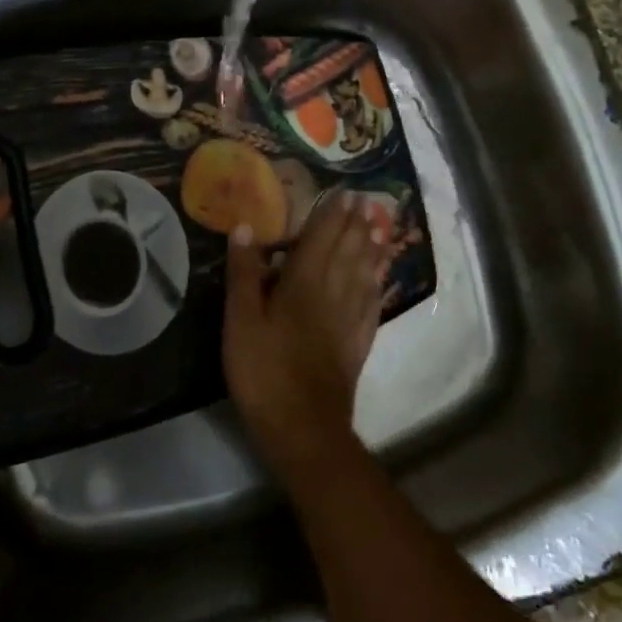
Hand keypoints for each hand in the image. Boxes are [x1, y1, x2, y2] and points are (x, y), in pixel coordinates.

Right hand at [223, 192, 391, 466]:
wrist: (304, 428)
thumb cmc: (264, 372)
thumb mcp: (240, 322)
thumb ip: (244, 274)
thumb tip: (244, 227)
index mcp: (302, 283)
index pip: (321, 239)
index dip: (333, 215)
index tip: (346, 194)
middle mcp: (332, 293)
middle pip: (348, 251)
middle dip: (357, 225)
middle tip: (368, 202)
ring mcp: (350, 320)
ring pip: (364, 274)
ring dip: (372, 248)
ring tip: (380, 228)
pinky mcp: (357, 344)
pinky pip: (372, 304)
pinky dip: (377, 285)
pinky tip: (380, 279)